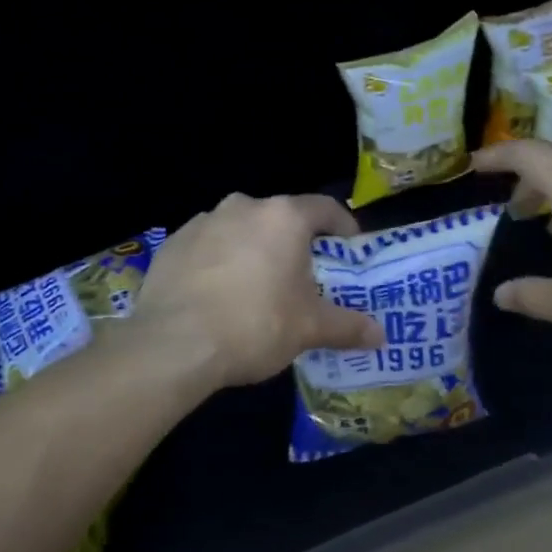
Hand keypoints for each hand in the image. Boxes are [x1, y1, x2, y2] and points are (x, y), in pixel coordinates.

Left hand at [134, 193, 384, 386]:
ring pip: (241, 230)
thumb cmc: (255, 325)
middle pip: (280, 218)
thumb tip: (380, 336)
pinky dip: (219, 261)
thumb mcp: (309, 329)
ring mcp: (202, 222)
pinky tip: (218, 294)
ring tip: (257, 287)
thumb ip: (347, 326)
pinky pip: (208, 246)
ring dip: (254, 249)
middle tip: (303, 276)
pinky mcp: (172, 243)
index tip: (349, 248)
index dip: (343, 227)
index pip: (325, 208)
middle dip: (295, 243)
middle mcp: (243, 207)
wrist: (174, 344)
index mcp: (283, 217)